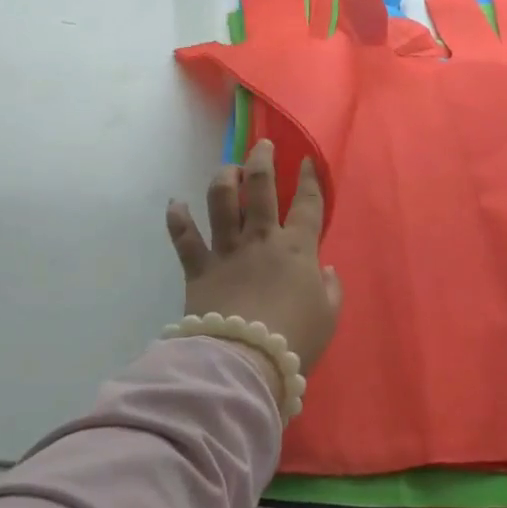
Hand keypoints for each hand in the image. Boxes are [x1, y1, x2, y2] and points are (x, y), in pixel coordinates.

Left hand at [166, 139, 342, 378]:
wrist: (245, 361)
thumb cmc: (294, 340)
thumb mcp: (328, 316)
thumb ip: (330, 289)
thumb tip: (326, 269)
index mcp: (297, 249)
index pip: (308, 204)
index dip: (309, 179)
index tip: (306, 159)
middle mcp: (261, 239)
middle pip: (261, 187)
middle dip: (262, 160)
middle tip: (262, 146)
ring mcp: (227, 250)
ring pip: (221, 200)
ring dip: (224, 178)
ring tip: (228, 170)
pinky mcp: (199, 268)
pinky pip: (184, 237)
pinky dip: (178, 219)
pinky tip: (176, 204)